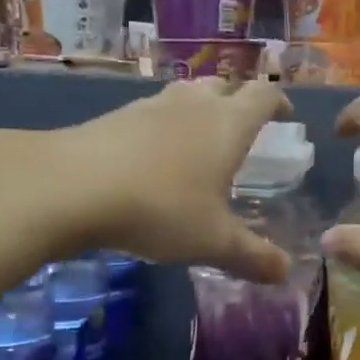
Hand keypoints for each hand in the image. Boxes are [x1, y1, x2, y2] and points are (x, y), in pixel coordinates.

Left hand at [41, 77, 293, 281]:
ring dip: (198, 109)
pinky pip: (151, 113)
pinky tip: (151, 156)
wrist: (73, 185)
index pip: (262, 97)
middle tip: (242, 128)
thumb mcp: (213, 241)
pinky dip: (162, 126)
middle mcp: (192, 105)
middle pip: (223, 86)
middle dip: (237, 101)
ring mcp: (150, 106)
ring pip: (184, 94)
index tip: (285, 115)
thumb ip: (252, 256)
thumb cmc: (160, 207)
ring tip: (198, 138)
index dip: (278, 102)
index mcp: (227, 124)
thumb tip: (286, 273)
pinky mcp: (115, 117)